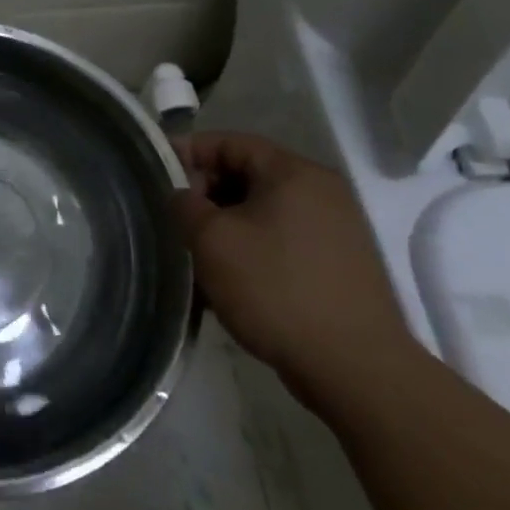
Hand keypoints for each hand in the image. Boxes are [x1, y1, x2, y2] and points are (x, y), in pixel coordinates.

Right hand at [174, 132, 419, 406]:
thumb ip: (185, 204)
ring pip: (263, 209)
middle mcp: (321, 191)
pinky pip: (282, 238)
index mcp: (294, 173)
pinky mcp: (338, 264)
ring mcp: (335, 229)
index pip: (230, 142)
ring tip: (196, 250)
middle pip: (248, 173)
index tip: (155, 173)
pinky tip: (229, 276)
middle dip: (205, 190)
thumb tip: (182, 195)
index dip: (188, 151)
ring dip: (225, 222)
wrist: (353, 367)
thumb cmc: (275, 288)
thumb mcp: (211, 239)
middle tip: (175, 216)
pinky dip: (251, 245)